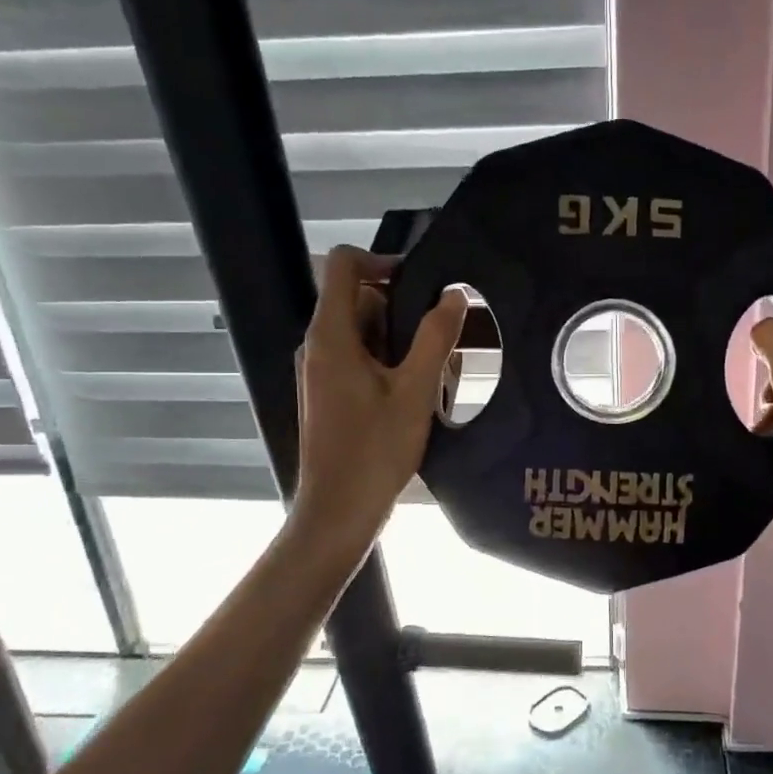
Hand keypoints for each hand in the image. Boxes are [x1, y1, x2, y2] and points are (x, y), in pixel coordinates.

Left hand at [294, 247, 466, 542]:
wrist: (338, 511)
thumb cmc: (375, 450)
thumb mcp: (416, 391)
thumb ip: (435, 338)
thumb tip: (454, 295)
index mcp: (330, 335)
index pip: (343, 265)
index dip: (382, 261)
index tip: (422, 286)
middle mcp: (318, 346)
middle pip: (360, 301)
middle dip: (404, 314)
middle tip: (442, 345)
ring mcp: (321, 371)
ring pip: (366, 335)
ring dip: (403, 346)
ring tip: (436, 378)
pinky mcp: (329, 394)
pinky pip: (361, 361)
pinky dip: (390, 367)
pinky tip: (418, 398)